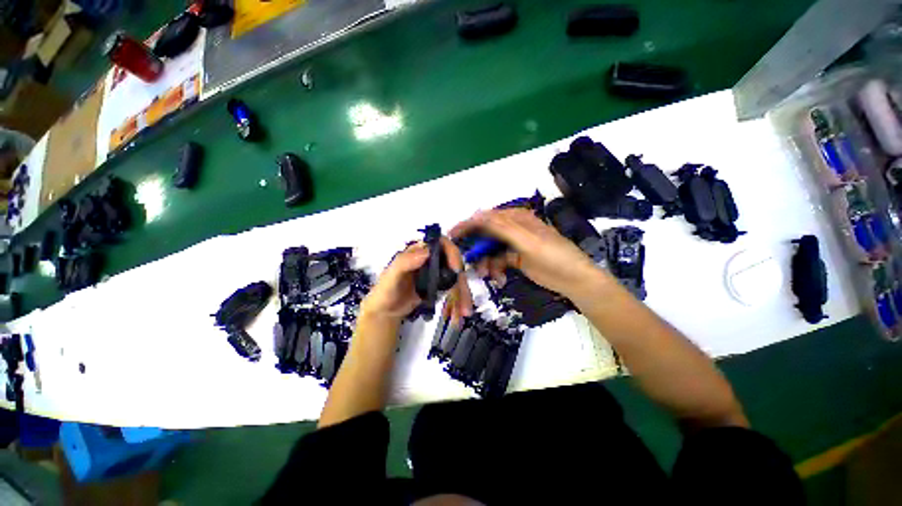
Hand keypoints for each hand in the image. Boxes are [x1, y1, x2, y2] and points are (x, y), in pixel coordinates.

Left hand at [360, 238, 472, 323]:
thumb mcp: (390, 277)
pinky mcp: (440, 286)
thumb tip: (427, 251)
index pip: (441, 244)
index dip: (452, 253)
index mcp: (419, 251)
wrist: (386, 311)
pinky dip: (459, 301)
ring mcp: (437, 272)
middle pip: (453, 263)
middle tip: (464, 299)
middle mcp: (431, 259)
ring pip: (457, 278)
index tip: (456, 269)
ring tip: (465, 312)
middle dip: (461, 281)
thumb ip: (404, 263)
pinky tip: (462, 312)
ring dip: (463, 294)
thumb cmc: (385, 291)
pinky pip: (454, 290)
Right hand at [450, 208, 602, 298]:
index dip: (468, 225)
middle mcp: (512, 228)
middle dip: (477, 249)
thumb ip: (501, 227)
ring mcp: (513, 244)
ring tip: (487, 275)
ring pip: (490, 250)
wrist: (573, 279)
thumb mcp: (527, 240)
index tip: (452, 236)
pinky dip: (495, 269)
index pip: (486, 217)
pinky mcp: (514, 258)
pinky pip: (497, 261)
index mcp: (516, 218)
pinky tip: (499, 278)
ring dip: (485, 262)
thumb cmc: (553, 256)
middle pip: (485, 234)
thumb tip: (476, 214)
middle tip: (468, 262)